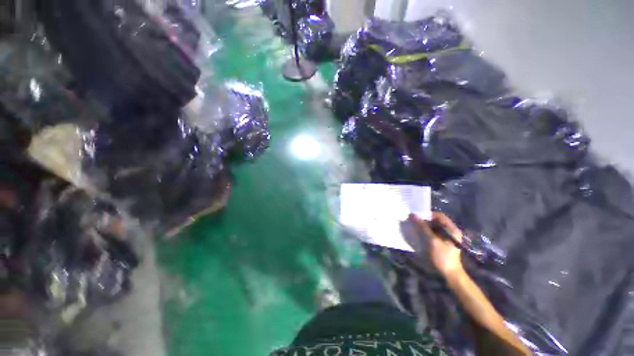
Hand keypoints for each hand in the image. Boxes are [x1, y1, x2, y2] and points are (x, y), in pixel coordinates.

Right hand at [408, 212, 464, 277]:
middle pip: (435, 221)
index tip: (417, 216)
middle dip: (424, 220)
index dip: (427, 214)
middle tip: (413, 221)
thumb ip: (422, 227)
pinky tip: (418, 234)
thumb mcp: (432, 241)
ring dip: (423, 226)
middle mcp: (449, 231)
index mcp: (451, 229)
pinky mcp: (441, 243)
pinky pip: (432, 233)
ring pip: (433, 227)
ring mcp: (446, 237)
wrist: (450, 275)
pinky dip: (425, 232)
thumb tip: (412, 215)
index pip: (439, 215)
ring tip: (414, 227)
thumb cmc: (443, 257)